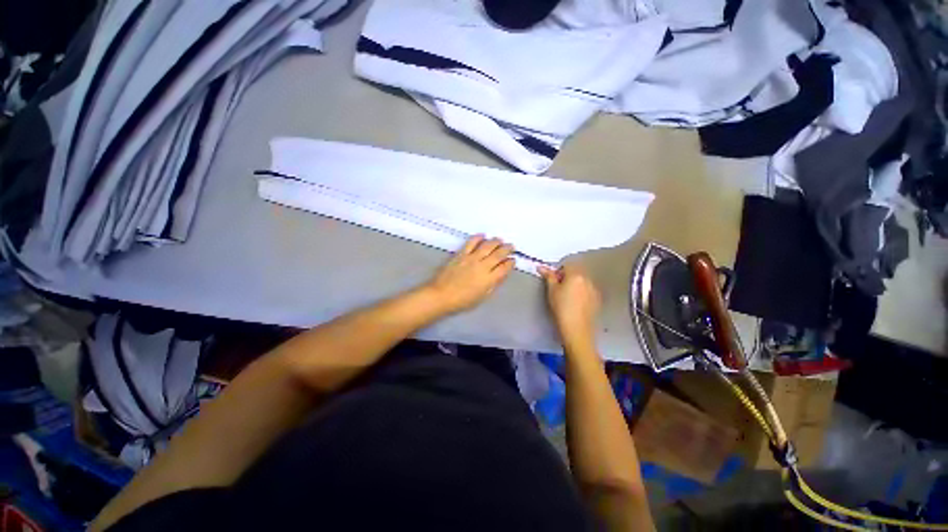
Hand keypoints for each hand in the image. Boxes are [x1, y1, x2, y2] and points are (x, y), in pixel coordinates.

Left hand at [424, 235, 515, 313]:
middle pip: (498, 254)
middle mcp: (482, 266)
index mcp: (489, 279)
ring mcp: (471, 258)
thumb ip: (493, 284)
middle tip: (511, 246)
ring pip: (487, 246)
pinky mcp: (461, 254)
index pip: (504, 268)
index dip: (510, 263)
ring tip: (500, 240)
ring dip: (496, 241)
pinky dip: (478, 237)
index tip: (513, 260)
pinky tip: (483, 235)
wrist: (441, 295)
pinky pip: (471, 242)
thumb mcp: (482, 297)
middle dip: (507, 249)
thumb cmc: (463, 301)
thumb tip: (501, 275)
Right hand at [538, 263, 600, 346]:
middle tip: (559, 290)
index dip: (558, 272)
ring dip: (575, 285)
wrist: (576, 329)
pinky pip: (588, 291)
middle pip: (576, 272)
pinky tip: (576, 304)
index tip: (553, 282)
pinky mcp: (597, 300)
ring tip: (568, 298)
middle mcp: (588, 279)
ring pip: (582, 282)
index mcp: (576, 275)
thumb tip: (541, 267)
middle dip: (567, 278)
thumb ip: (549, 276)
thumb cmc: (561, 308)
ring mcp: (594, 290)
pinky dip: (582, 293)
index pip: (566, 265)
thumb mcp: (552, 291)